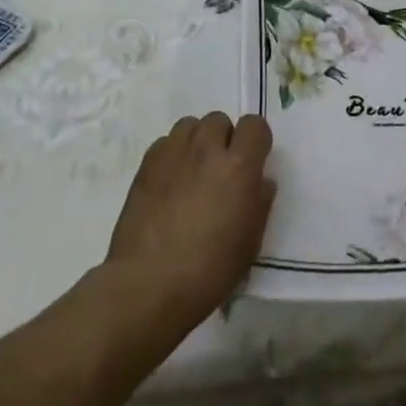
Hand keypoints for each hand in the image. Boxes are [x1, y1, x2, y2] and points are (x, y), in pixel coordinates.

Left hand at [105, 112, 275, 329]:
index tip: (253, 163)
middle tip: (220, 171)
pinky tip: (169, 182)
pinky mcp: (146, 165)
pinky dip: (172, 154)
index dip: (256, 141)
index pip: (255, 125)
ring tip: (193, 171)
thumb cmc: (208, 270)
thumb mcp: (250, 243)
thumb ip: (260, 204)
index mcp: (239, 166)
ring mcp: (173, 154)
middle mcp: (206, 149)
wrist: (148, 285)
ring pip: (190, 125)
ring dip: (197, 141)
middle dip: (224, 139)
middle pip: (219, 120)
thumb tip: (260, 181)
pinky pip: (165, 143)